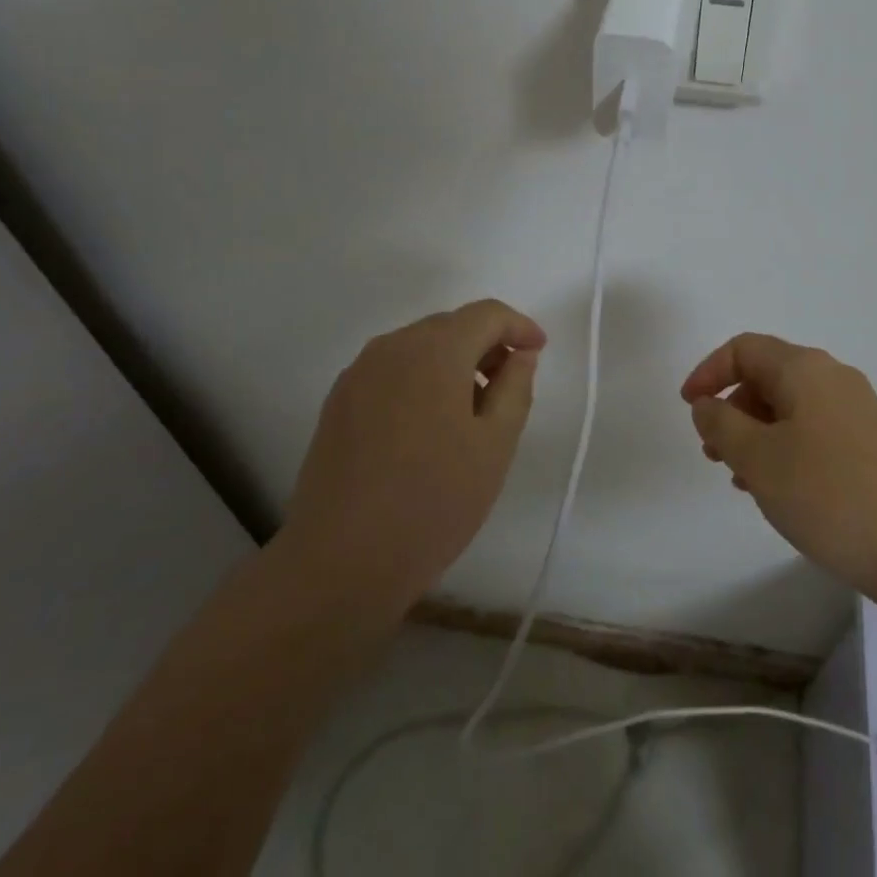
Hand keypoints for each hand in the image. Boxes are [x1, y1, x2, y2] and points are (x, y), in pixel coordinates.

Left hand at [280, 299, 546, 617]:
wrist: (339, 562)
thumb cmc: (432, 501)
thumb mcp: (495, 445)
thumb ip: (515, 387)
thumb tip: (519, 356)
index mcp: (435, 349)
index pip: (486, 314)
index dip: (519, 326)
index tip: (539, 351)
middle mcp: (392, 346)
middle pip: (450, 325)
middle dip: (486, 344)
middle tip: (510, 384)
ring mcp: (358, 373)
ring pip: (419, 347)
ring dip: (452, 362)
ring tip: (471, 411)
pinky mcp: (337, 401)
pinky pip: (391, 370)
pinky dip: (420, 379)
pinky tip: (428, 425)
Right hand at [682, 334, 876, 612]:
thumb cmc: (828, 495)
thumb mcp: (758, 458)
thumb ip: (720, 424)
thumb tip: (706, 404)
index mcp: (804, 369)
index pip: (743, 349)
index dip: (708, 372)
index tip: (688, 409)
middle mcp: (832, 377)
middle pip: (767, 375)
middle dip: (731, 407)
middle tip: (712, 450)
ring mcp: (856, 409)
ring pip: (789, 405)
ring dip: (756, 432)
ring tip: (741, 477)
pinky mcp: (871, 441)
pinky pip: (813, 428)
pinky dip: (784, 446)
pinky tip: (779, 488)